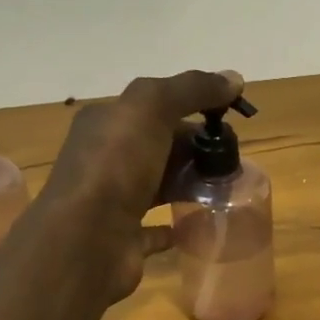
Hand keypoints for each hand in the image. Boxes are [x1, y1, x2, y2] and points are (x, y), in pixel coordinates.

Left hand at [46, 68, 244, 300]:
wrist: (85, 241)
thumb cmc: (115, 167)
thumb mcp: (151, 109)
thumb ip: (191, 89)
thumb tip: (234, 79)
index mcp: (105, 123)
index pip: (154, 108)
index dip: (191, 109)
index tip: (227, 122)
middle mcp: (105, 159)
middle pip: (159, 147)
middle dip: (195, 150)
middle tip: (232, 162)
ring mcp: (113, 202)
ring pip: (158, 186)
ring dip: (188, 185)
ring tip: (225, 191)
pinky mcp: (123, 239)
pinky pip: (154, 230)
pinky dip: (175, 226)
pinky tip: (197, 225)